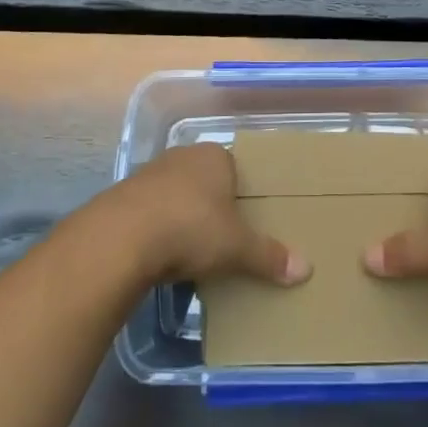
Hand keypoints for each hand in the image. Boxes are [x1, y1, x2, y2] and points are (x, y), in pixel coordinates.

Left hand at [112, 143, 310, 288]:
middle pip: (205, 180)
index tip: (246, 220)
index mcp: (214, 156)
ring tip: (192, 250)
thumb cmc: (191, 228)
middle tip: (223, 237)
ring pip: (176, 194)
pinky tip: (161, 253)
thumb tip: (306, 269)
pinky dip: (158, 228)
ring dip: (182, 216)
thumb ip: (269, 256)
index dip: (241, 194)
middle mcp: (182, 156)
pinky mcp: (124, 196)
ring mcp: (150, 173)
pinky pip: (151, 210)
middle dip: (212, 205)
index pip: (235, 168)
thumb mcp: (236, 247)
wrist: (121, 238)